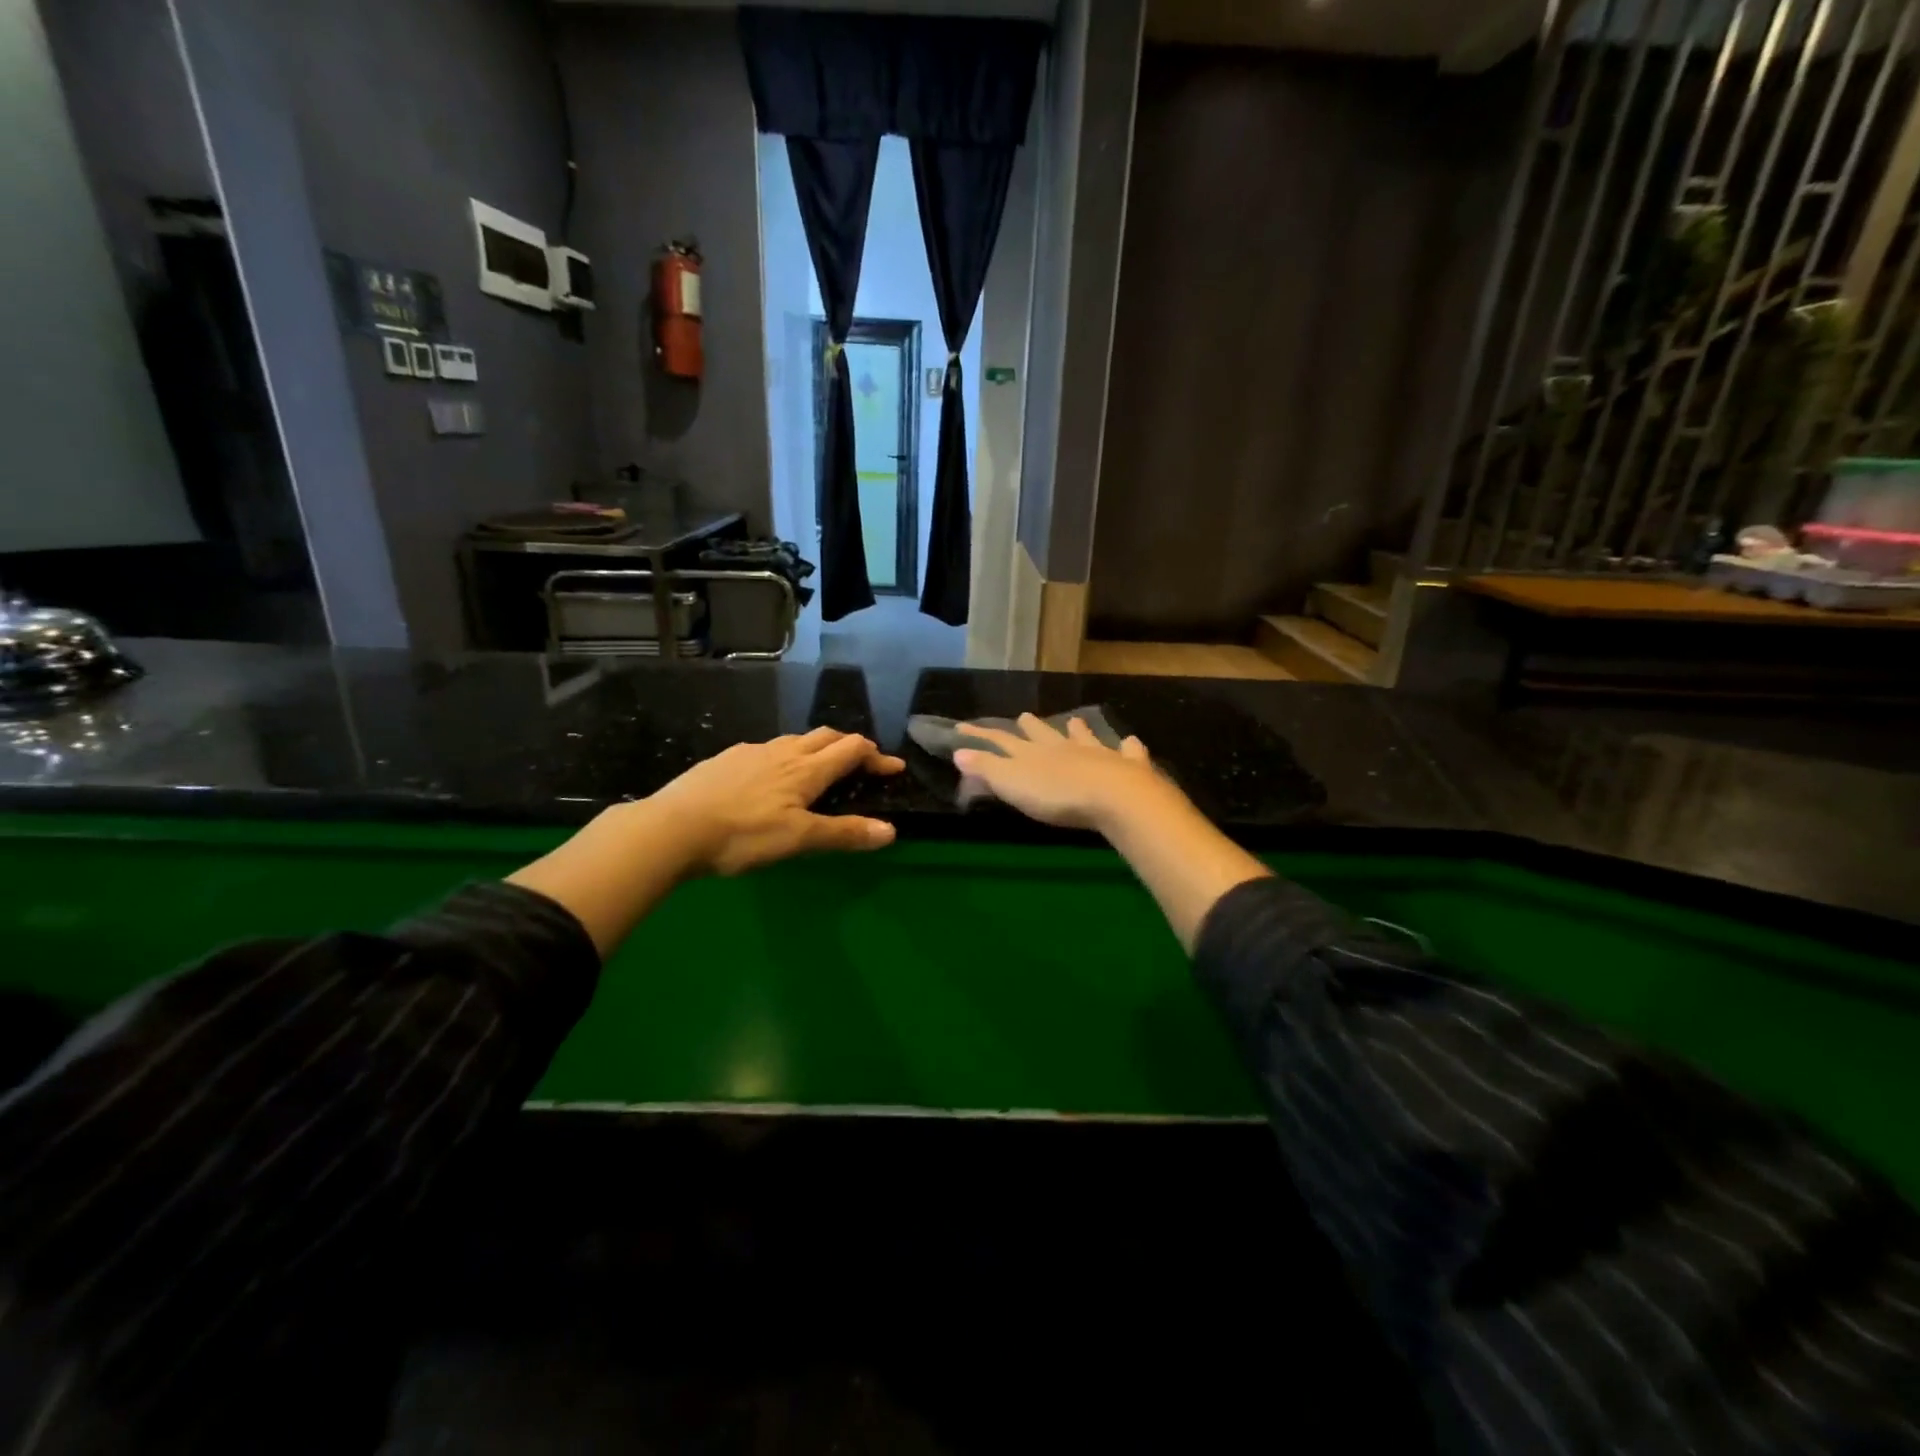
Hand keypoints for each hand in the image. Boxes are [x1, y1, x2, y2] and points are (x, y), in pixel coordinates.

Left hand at [648, 727, 904, 876]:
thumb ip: (844, 833)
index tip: (894, 767)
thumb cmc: (742, 835)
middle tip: (862, 762)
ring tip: (819, 768)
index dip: (876, 756)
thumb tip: (891, 832)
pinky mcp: (725, 759)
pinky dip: (784, 756)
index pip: (851, 750)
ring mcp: (751, 752)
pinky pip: (765, 749)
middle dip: (850, 745)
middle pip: (826, 736)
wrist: (673, 827)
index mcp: (806, 769)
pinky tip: (769, 776)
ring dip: (816, 748)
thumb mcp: (798, 840)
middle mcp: (783, 752)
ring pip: (794, 740)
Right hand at [952, 714, 1172, 831]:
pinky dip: (1128, 747)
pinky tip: (1131, 742)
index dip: (981, 735)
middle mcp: (1064, 748)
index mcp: (1033, 754)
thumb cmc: (1057, 795)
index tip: (964, 727)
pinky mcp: (1127, 767)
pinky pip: (1128, 753)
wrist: (1113, 797)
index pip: (1002, 740)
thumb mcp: (1012, 784)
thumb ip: (987, 768)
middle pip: (1044, 735)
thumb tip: (959, 751)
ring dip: (1078, 731)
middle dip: (1032, 727)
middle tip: (1024, 716)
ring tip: (1074, 721)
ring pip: (1084, 738)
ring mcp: (1098, 755)